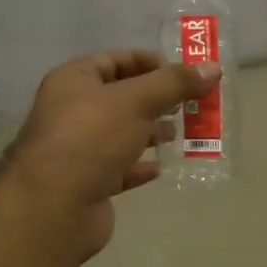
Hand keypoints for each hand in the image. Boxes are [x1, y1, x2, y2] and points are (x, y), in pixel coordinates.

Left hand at [2, 50, 218, 260]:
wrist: (54, 206)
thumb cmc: (91, 138)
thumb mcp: (137, 101)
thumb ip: (174, 83)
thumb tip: (213, 67)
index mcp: (74, 80)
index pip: (116, 60)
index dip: (150, 63)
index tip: (185, 75)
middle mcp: (72, 111)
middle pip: (121, 97)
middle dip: (157, 100)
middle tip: (191, 105)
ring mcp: (78, 150)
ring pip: (122, 134)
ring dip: (151, 132)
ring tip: (181, 134)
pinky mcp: (87, 183)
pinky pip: (119, 169)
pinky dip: (140, 166)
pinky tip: (161, 167)